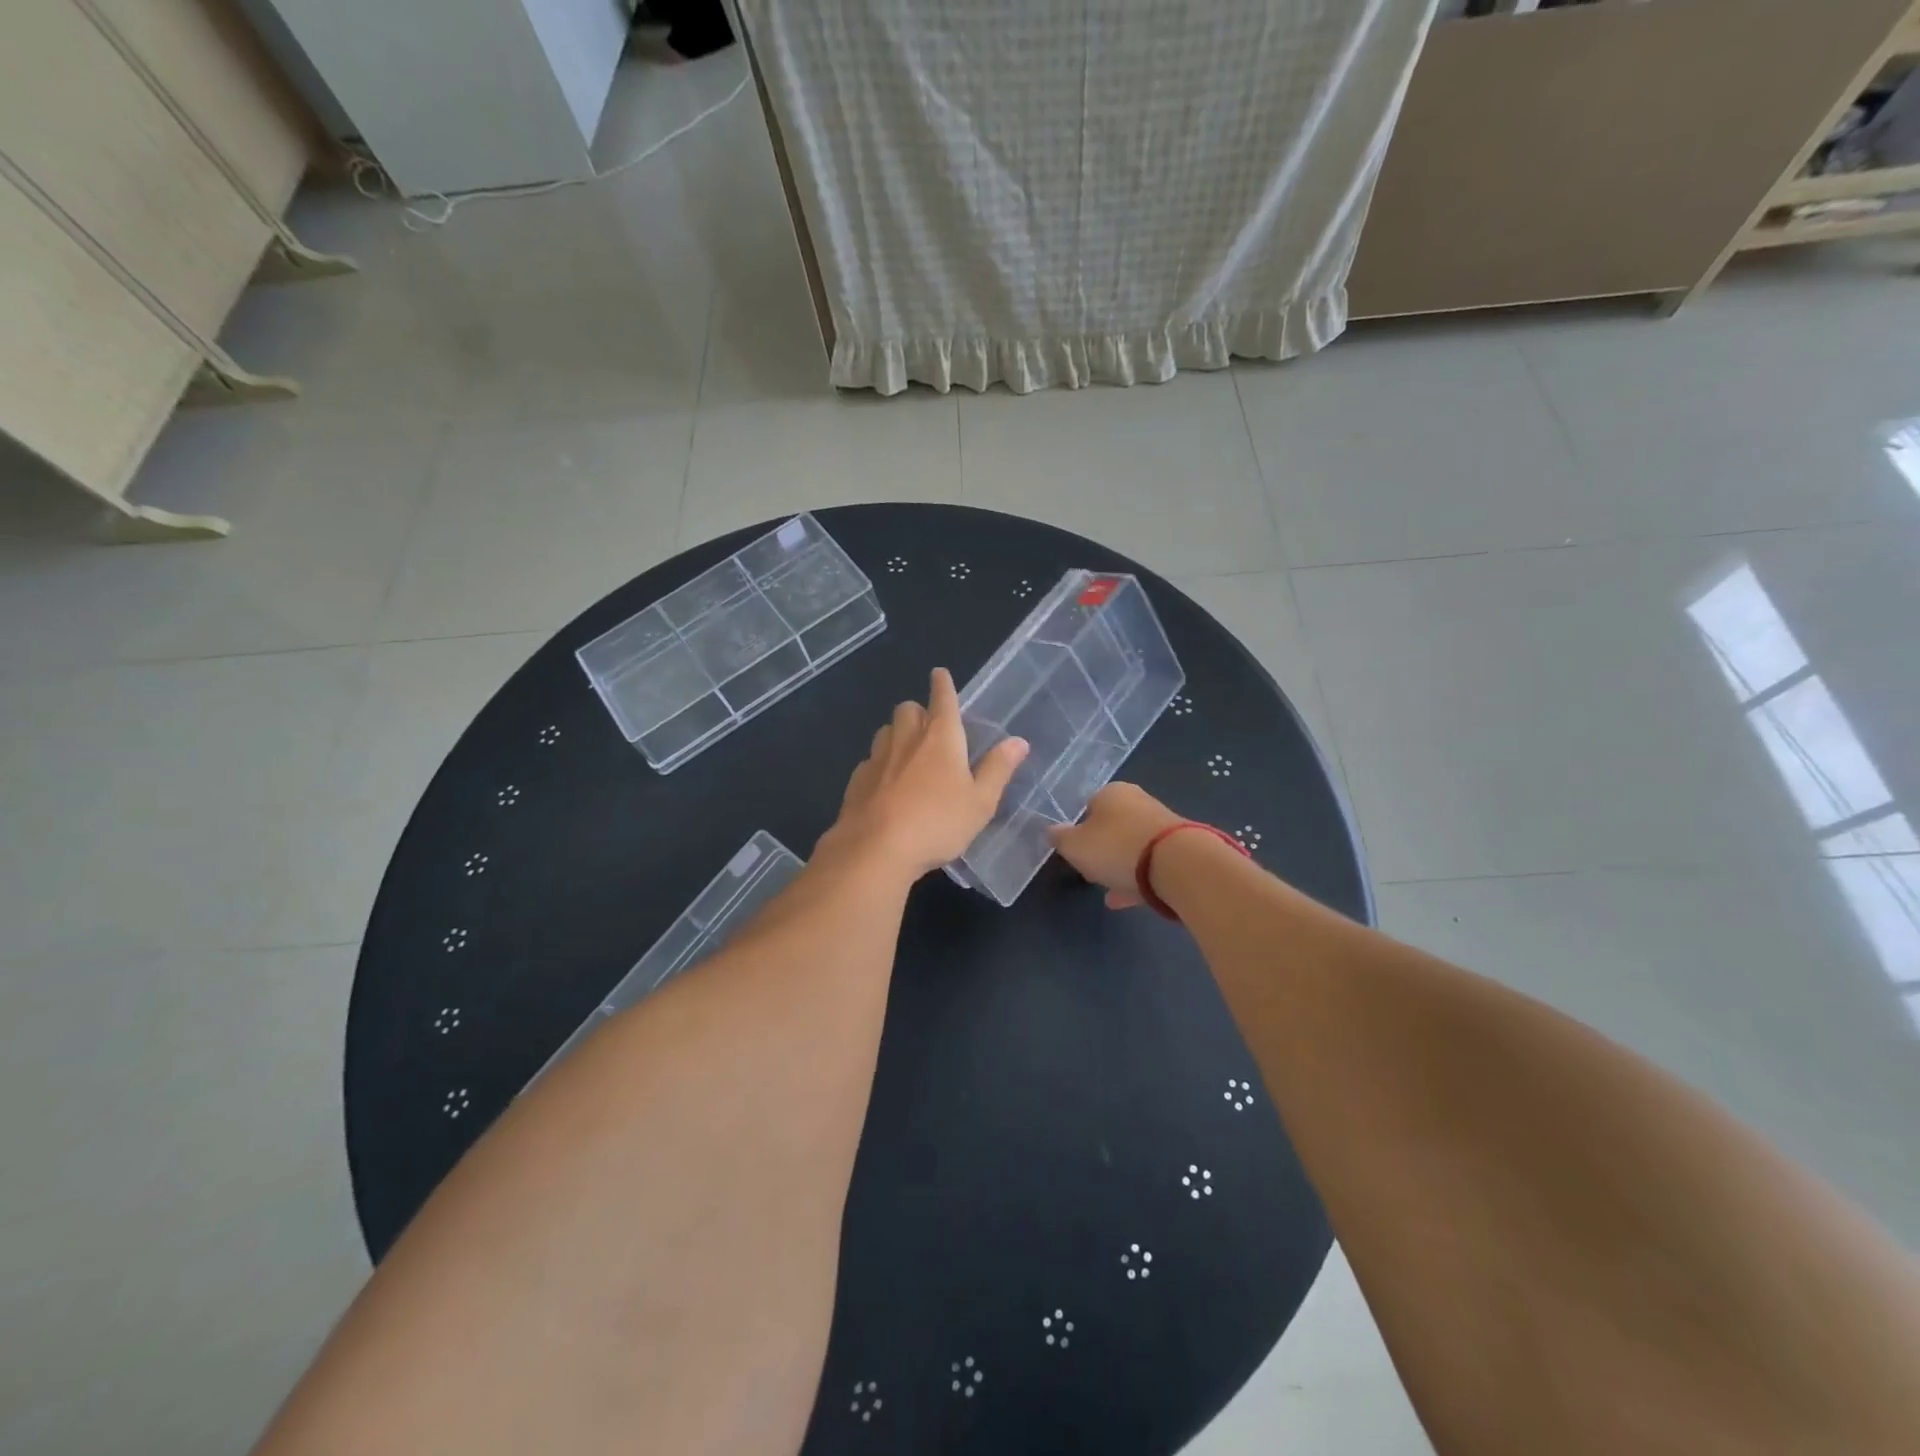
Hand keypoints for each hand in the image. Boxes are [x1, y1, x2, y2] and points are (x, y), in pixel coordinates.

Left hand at [819, 669, 1028, 878]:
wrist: (876, 849)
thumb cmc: (938, 823)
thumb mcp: (980, 802)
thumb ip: (998, 769)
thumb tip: (1018, 741)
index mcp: (941, 738)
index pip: (943, 699)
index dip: (943, 685)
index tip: (939, 674)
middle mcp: (906, 739)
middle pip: (908, 708)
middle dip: (919, 711)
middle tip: (929, 727)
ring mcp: (877, 758)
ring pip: (886, 731)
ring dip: (898, 734)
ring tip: (907, 754)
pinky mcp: (857, 780)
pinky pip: (870, 759)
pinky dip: (880, 763)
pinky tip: (886, 784)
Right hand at [1048, 783, 1186, 909]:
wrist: (1179, 865)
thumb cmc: (1117, 847)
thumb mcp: (1075, 846)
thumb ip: (1060, 838)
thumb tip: (1052, 831)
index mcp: (1111, 792)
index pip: (1088, 806)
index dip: (1078, 830)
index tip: (1075, 852)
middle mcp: (1138, 802)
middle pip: (1111, 827)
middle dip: (1101, 849)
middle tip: (1091, 871)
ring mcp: (1161, 825)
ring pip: (1131, 847)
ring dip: (1119, 867)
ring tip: (1108, 892)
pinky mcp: (1180, 849)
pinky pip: (1150, 864)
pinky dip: (1137, 879)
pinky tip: (1126, 900)